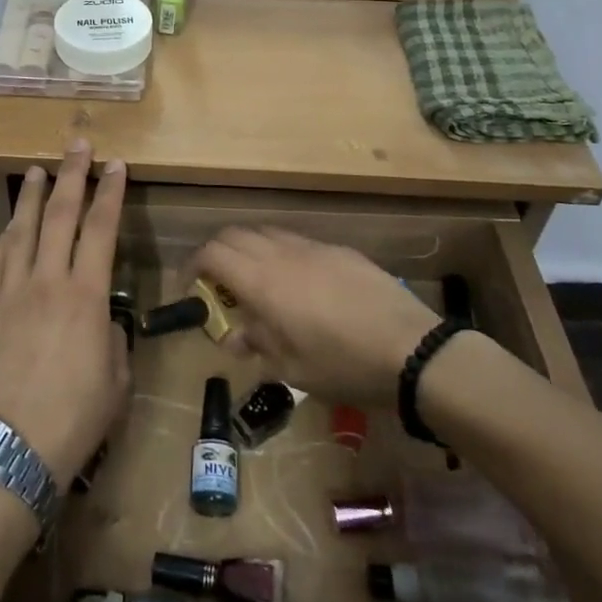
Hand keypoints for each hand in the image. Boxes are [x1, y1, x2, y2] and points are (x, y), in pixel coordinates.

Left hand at [0, 144, 131, 485]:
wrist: (8, 453)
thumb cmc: (74, 421)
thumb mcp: (117, 382)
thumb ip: (114, 341)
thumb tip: (103, 323)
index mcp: (85, 296)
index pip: (101, 229)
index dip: (110, 193)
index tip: (115, 164)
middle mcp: (46, 282)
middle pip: (60, 216)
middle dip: (71, 176)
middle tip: (76, 145)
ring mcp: (9, 295)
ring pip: (21, 232)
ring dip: (32, 198)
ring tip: (37, 171)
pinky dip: (2, 242)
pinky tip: (6, 231)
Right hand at [191, 226, 437, 408]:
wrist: (411, 348)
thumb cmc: (344, 365)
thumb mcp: (293, 368)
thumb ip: (259, 344)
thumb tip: (236, 337)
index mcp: (263, 282)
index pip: (213, 253)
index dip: (193, 266)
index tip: (190, 287)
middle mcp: (281, 254)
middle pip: (234, 234)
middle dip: (217, 253)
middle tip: (218, 285)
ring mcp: (312, 247)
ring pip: (266, 233)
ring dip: (249, 250)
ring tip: (255, 283)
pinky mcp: (339, 250)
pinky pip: (296, 241)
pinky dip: (280, 253)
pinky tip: (298, 284)